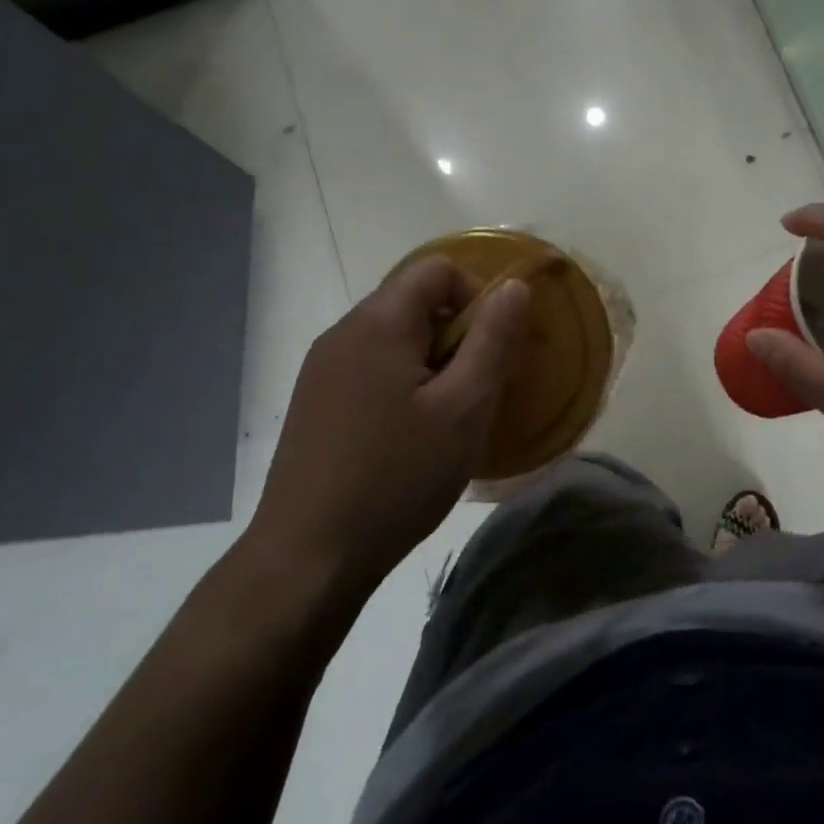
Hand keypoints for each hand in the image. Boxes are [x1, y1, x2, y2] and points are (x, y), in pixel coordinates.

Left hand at [247, 257, 529, 589]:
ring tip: (444, 420)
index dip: (477, 296)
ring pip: (393, 338)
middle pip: (413, 301)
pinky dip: (401, 384)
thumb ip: (493, 340)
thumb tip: (515, 288)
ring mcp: (321, 367)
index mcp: (379, 322)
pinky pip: (370, 367)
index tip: (491, 350)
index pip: (438, 269)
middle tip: (473, 393)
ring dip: (431, 363)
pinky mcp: (313, 401)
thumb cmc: (399, 476)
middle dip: (456, 335)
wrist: (309, 554)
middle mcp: (343, 332)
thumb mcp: (465, 408)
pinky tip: (408, 437)